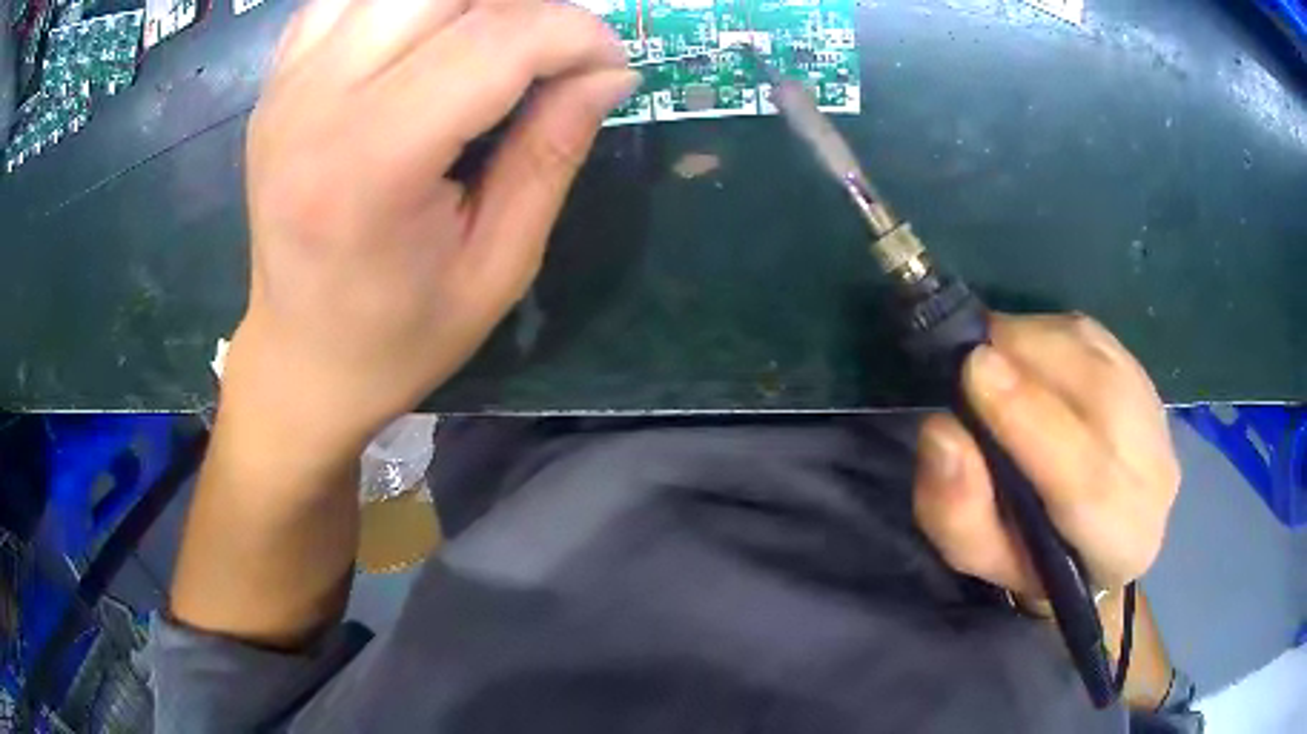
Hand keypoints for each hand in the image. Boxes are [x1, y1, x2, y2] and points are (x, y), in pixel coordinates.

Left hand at [224, 0, 637, 451]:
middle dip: (524, 6)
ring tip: (493, 44)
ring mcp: (285, 86)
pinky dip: (400, 4)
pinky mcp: (275, 83)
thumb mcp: (498, 266)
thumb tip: (608, 71)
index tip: (609, 64)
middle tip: (551, 50)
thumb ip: (553, 153)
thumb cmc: (400, 336)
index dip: (575, 33)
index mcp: (371, 163)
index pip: (496, 39)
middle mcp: (314, 103)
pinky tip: (423, 38)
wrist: (300, 359)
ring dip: (464, 2)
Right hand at [912, 313, 1179, 600]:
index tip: (974, 371)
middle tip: (968, 360)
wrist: (1090, 539)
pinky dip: (1046, 332)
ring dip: (1032, 341)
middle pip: (1101, 394)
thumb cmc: (1029, 558)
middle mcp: (1155, 474)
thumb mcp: (981, 557)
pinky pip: (1090, 333)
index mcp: (1120, 544)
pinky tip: (1021, 354)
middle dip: (1028, 360)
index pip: (1088, 480)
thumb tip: (942, 433)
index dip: (1031, 419)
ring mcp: (1155, 415)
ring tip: (989, 361)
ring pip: (1095, 352)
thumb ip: (958, 512)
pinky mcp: (1142, 371)